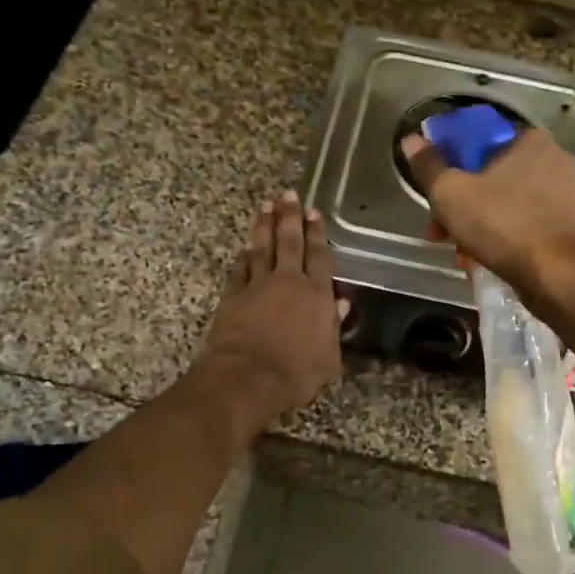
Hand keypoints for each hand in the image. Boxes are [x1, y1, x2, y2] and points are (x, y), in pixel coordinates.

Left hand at [198, 190, 345, 419]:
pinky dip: (244, 256)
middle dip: (290, 217)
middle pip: (290, 243)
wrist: (247, 379)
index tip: (314, 212)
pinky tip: (245, 248)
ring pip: (262, 248)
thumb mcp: (328, 358)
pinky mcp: (233, 296)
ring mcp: (257, 287)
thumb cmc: (295, 374)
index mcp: (317, 296)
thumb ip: (334, 327)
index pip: (319, 257)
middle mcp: (288, 283)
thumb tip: (341, 304)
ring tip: (266, 206)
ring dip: (265, 226)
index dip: (317, 233)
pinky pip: (240, 269)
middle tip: (289, 195)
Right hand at [399, 127, 574, 304]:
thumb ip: (429, 166)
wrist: (558, 276)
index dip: (449, 165)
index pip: (478, 141)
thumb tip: (411, 140)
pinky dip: (502, 237)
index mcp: (529, 139)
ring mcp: (565, 193)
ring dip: (478, 225)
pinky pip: (524, 223)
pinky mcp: (569, 224)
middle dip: (460, 205)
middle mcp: (553, 158)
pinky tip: (485, 259)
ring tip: (460, 254)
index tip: (434, 194)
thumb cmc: (503, 225)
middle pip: (490, 176)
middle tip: (439, 232)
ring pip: (506, 203)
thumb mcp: (451, 194)